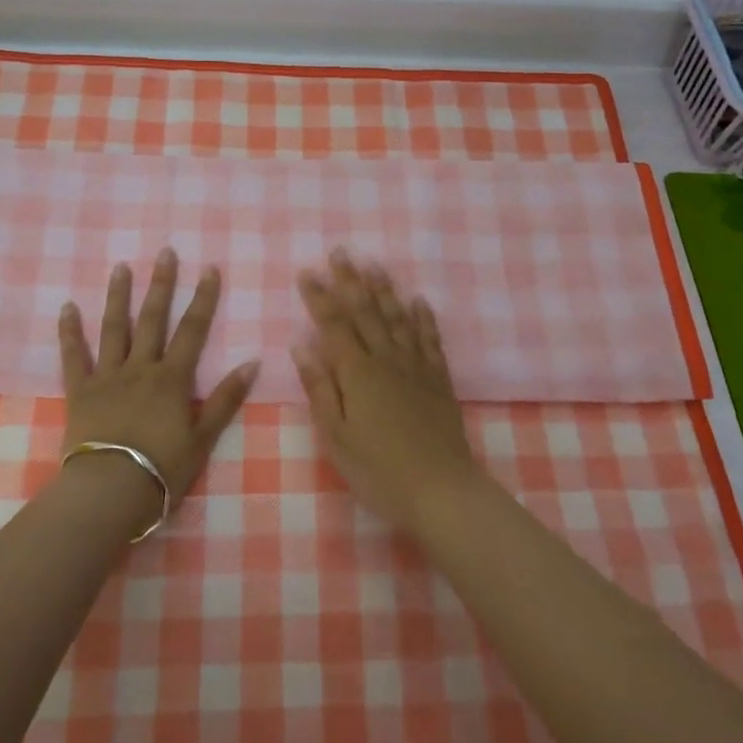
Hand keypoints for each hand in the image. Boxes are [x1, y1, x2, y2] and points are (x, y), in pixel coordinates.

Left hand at [58, 249, 258, 516]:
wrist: (108, 491)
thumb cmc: (161, 469)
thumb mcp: (203, 438)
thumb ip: (226, 399)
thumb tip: (253, 363)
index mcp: (172, 379)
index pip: (192, 330)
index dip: (203, 298)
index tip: (209, 269)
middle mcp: (140, 368)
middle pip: (152, 319)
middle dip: (161, 284)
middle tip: (165, 252)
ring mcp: (107, 377)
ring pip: (113, 328)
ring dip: (118, 296)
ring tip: (121, 267)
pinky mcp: (79, 392)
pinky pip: (73, 356)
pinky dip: (69, 332)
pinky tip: (67, 307)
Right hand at [292, 251, 482, 533]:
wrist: (440, 489)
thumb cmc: (378, 470)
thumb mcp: (336, 436)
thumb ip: (320, 388)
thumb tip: (302, 345)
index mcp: (357, 373)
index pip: (333, 325)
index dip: (319, 298)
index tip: (308, 273)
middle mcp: (386, 359)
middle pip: (365, 312)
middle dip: (350, 281)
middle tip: (341, 252)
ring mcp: (416, 367)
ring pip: (397, 318)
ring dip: (384, 290)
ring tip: (375, 265)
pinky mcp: (439, 379)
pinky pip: (430, 339)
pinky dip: (423, 318)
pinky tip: (419, 301)